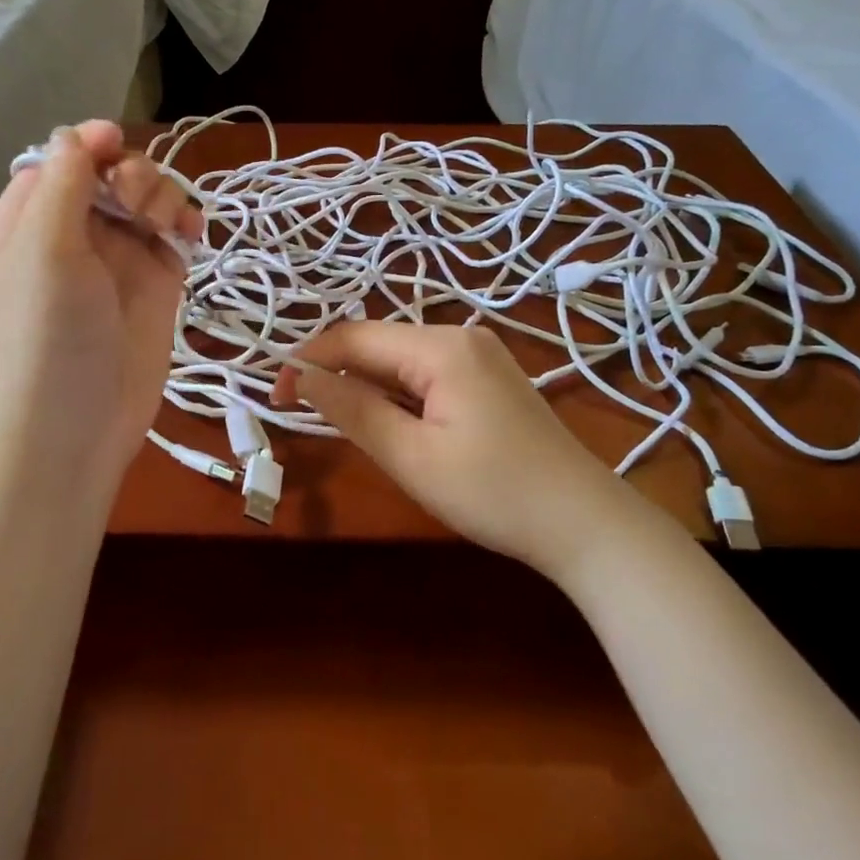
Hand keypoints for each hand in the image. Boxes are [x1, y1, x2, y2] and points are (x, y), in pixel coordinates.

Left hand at [0, 121, 200, 483]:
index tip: (118, 146)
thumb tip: (83, 131)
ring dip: (164, 197)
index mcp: (31, 219)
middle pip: (112, 174)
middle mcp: (75, 234)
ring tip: (167, 226)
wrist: (71, 428)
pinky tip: (193, 233)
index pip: (63, 159)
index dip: (92, 146)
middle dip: (133, 175)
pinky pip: (175, 237)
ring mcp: (119, 261)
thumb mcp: (43, 248)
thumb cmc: (45, 334)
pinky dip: (187, 224)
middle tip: (137, 207)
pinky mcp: (156, 287)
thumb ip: (64, 182)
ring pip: (149, 201)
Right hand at [273, 322, 641, 584]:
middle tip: (301, 416)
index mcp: (441, 346)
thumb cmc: (493, 492)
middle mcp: (461, 336)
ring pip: (401, 360)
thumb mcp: (411, 456)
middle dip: (335, 373)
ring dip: (364, 386)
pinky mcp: (490, 379)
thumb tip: (302, 377)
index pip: (354, 337)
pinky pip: (427, 375)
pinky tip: (390, 425)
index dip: (308, 361)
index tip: (275, 397)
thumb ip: (352, 409)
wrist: (584, 523)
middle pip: (378, 344)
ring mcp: (480, 356)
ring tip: (341, 425)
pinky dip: (397, 395)